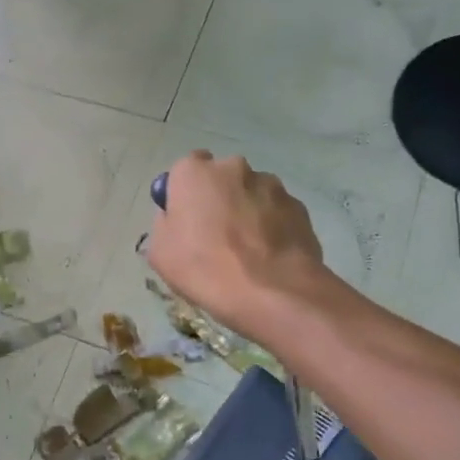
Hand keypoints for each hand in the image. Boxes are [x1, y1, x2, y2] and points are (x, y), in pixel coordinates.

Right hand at [146, 152, 324, 341]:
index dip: (185, 192)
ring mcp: (271, 185)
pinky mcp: (298, 206)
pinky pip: (276, 212)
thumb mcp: (160, 252)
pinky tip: (269, 257)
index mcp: (194, 173)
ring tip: (247, 251)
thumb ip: (165, 222)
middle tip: (216, 235)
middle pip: (221, 178)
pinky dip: (272, 227)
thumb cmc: (204, 268)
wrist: (270, 292)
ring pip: (252, 193)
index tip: (186, 218)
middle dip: (219, 198)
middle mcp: (234, 167)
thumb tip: (177, 217)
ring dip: (247, 211)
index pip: (186, 168)